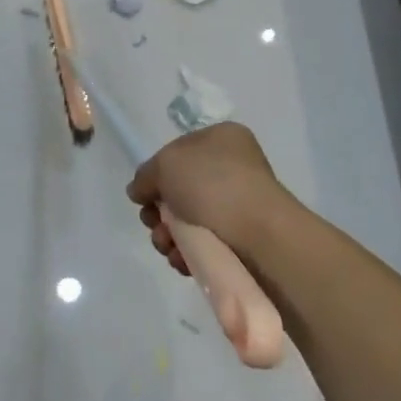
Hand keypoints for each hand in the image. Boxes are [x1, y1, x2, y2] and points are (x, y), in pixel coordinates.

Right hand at [126, 123, 294, 272]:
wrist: (262, 237)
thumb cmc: (214, 186)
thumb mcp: (167, 165)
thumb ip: (146, 175)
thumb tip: (138, 190)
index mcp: (222, 138)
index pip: (178, 152)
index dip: (157, 174)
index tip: (145, 196)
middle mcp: (234, 168)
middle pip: (181, 190)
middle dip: (159, 212)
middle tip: (153, 225)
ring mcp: (241, 206)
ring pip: (190, 221)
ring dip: (169, 236)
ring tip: (167, 247)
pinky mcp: (245, 242)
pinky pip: (206, 245)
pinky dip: (189, 254)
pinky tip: (182, 262)